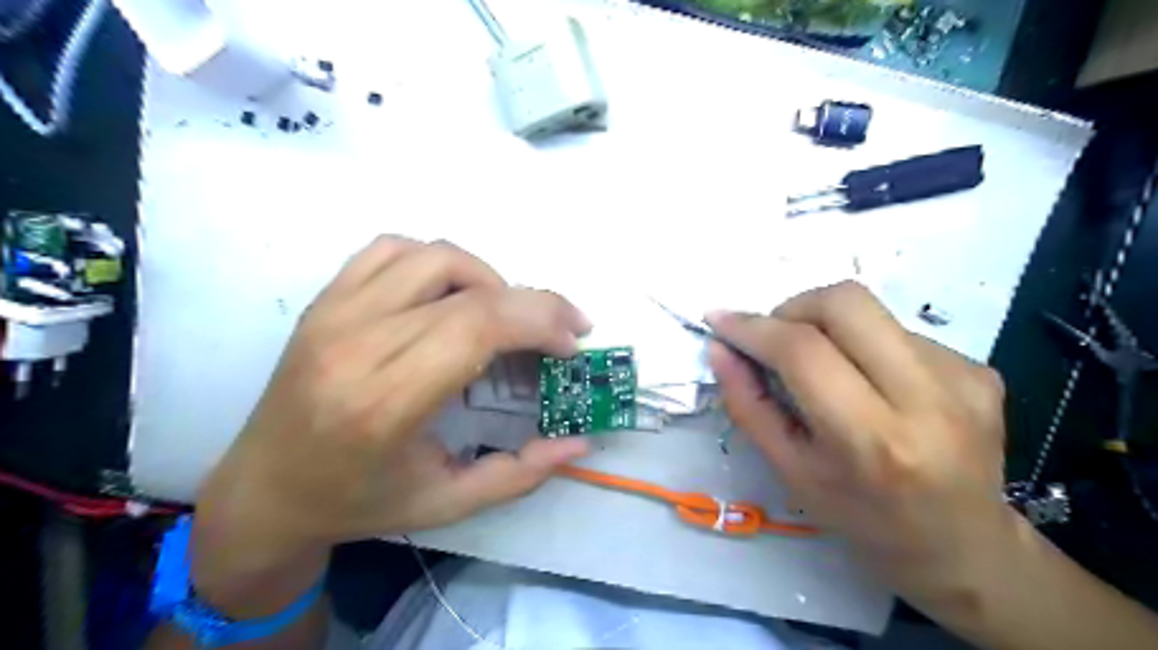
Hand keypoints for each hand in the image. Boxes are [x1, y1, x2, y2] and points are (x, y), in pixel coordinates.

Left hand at [190, 237, 590, 609]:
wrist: (264, 491)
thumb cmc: (358, 503)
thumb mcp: (448, 504)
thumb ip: (521, 473)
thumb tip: (581, 442)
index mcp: (385, 403)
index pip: (478, 326)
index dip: (540, 322)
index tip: (571, 344)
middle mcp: (357, 344)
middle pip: (469, 290)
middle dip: (535, 303)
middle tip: (562, 330)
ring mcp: (334, 313)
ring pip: (435, 256)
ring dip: (488, 279)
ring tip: (504, 317)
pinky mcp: (325, 300)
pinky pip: (392, 249)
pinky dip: (437, 262)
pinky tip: (450, 296)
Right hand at [706, 282, 1016, 611]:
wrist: (964, 548)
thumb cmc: (862, 518)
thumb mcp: (790, 471)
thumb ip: (748, 405)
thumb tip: (721, 349)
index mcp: (871, 440)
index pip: (802, 351)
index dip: (752, 327)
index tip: (720, 319)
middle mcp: (927, 398)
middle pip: (846, 302)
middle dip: (794, 308)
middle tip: (776, 338)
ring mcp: (962, 377)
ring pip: (871, 311)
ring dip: (829, 327)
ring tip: (827, 370)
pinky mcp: (980, 368)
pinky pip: (898, 331)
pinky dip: (865, 345)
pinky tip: (872, 385)